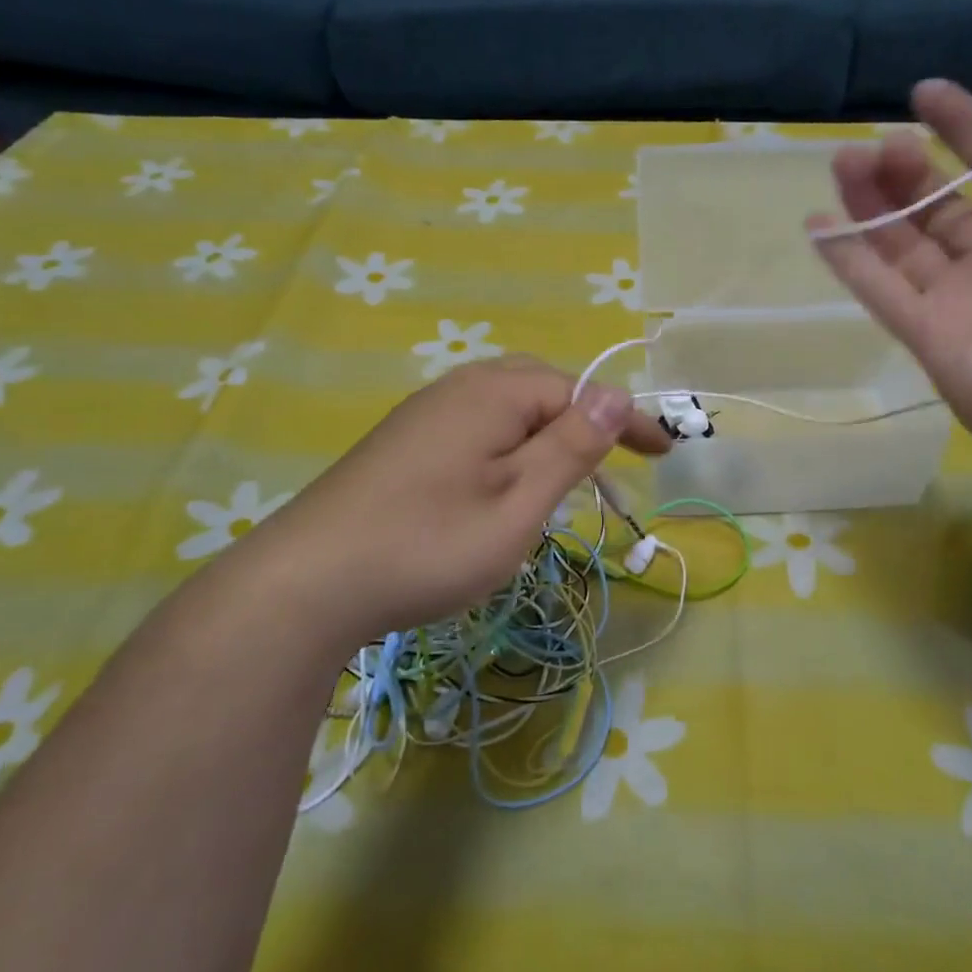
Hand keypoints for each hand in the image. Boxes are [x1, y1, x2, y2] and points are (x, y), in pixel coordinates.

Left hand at [214, 358, 670, 643]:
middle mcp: (457, 388)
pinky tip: (503, 479)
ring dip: (546, 430)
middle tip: (616, 459)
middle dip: (584, 418)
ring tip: (568, 471)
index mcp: (492, 393)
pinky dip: (509, 443)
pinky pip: (475, 426)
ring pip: (504, 407)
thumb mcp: (519, 503)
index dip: (626, 419)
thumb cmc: (429, 545)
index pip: (578, 391)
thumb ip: (570, 446)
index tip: (664, 452)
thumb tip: (615, 396)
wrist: (306, 584)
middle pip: (539, 387)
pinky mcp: (403, 443)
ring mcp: (424, 414)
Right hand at [812, 58, 971, 499]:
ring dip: (872, 202)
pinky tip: (817, 223)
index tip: (926, 92)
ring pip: (903, 242)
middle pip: (943, 205)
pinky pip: (880, 292)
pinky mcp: (932, 340)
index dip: (967, 127)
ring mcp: (966, 303)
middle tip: (883, 141)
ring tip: (846, 162)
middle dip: (911, 169)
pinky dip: (847, 259)